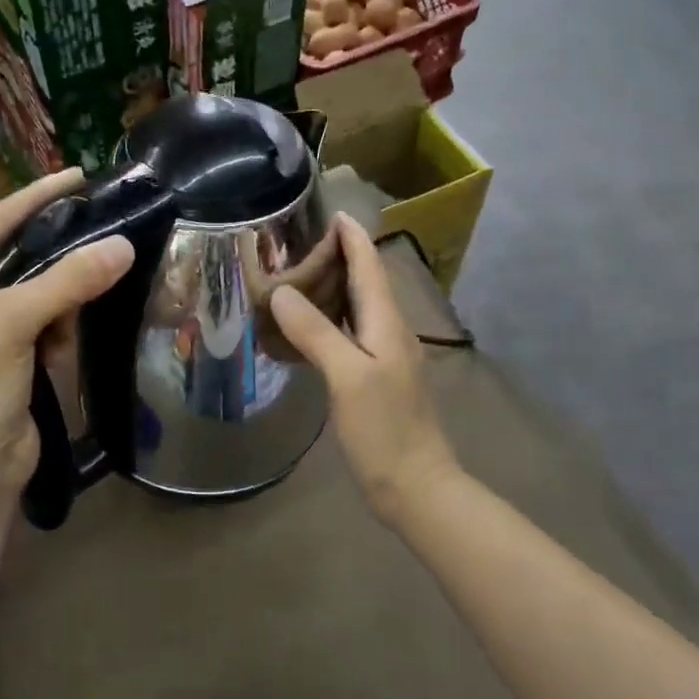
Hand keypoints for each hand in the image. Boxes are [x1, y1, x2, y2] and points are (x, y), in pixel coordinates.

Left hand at [0, 169, 132, 510]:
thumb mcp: (15, 324)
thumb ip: (69, 281)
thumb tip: (124, 245)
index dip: (32, 199)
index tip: (75, 175)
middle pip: (10, 256)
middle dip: (53, 245)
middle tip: (97, 213)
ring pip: (31, 289)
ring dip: (61, 289)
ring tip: (94, 266)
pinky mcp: (3, 355)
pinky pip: (39, 320)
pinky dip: (60, 321)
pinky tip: (75, 321)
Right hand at [270, 213, 458, 521]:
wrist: (415, 486)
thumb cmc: (384, 429)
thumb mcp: (347, 376)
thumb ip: (316, 332)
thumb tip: (282, 292)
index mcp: (387, 324)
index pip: (370, 267)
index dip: (353, 239)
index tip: (333, 213)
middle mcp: (390, 333)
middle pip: (366, 284)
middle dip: (340, 259)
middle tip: (299, 247)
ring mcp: (386, 359)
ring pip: (359, 310)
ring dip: (335, 289)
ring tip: (300, 278)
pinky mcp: (377, 381)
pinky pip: (352, 336)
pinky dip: (330, 322)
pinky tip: (309, 331)